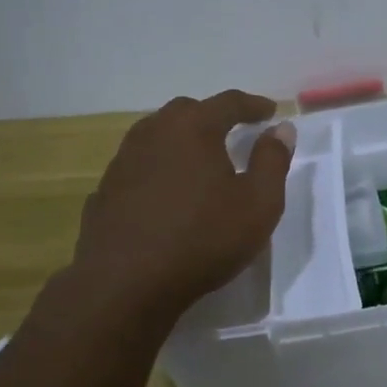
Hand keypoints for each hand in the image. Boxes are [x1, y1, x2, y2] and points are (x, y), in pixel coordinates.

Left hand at [73, 90, 295, 318]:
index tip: (270, 112)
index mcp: (193, 128)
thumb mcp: (258, 203)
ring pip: (156, 136)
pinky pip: (138, 167)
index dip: (253, 105)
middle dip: (213, 117)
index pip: (229, 102)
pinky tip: (164, 192)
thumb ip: (273, 160)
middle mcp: (154, 132)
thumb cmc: (202, 238)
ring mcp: (123, 161)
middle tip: (232, 131)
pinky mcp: (105, 190)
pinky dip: (157, 169)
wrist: (125, 284)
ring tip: (198, 160)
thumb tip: (281, 129)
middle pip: (187, 111)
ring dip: (181, 140)